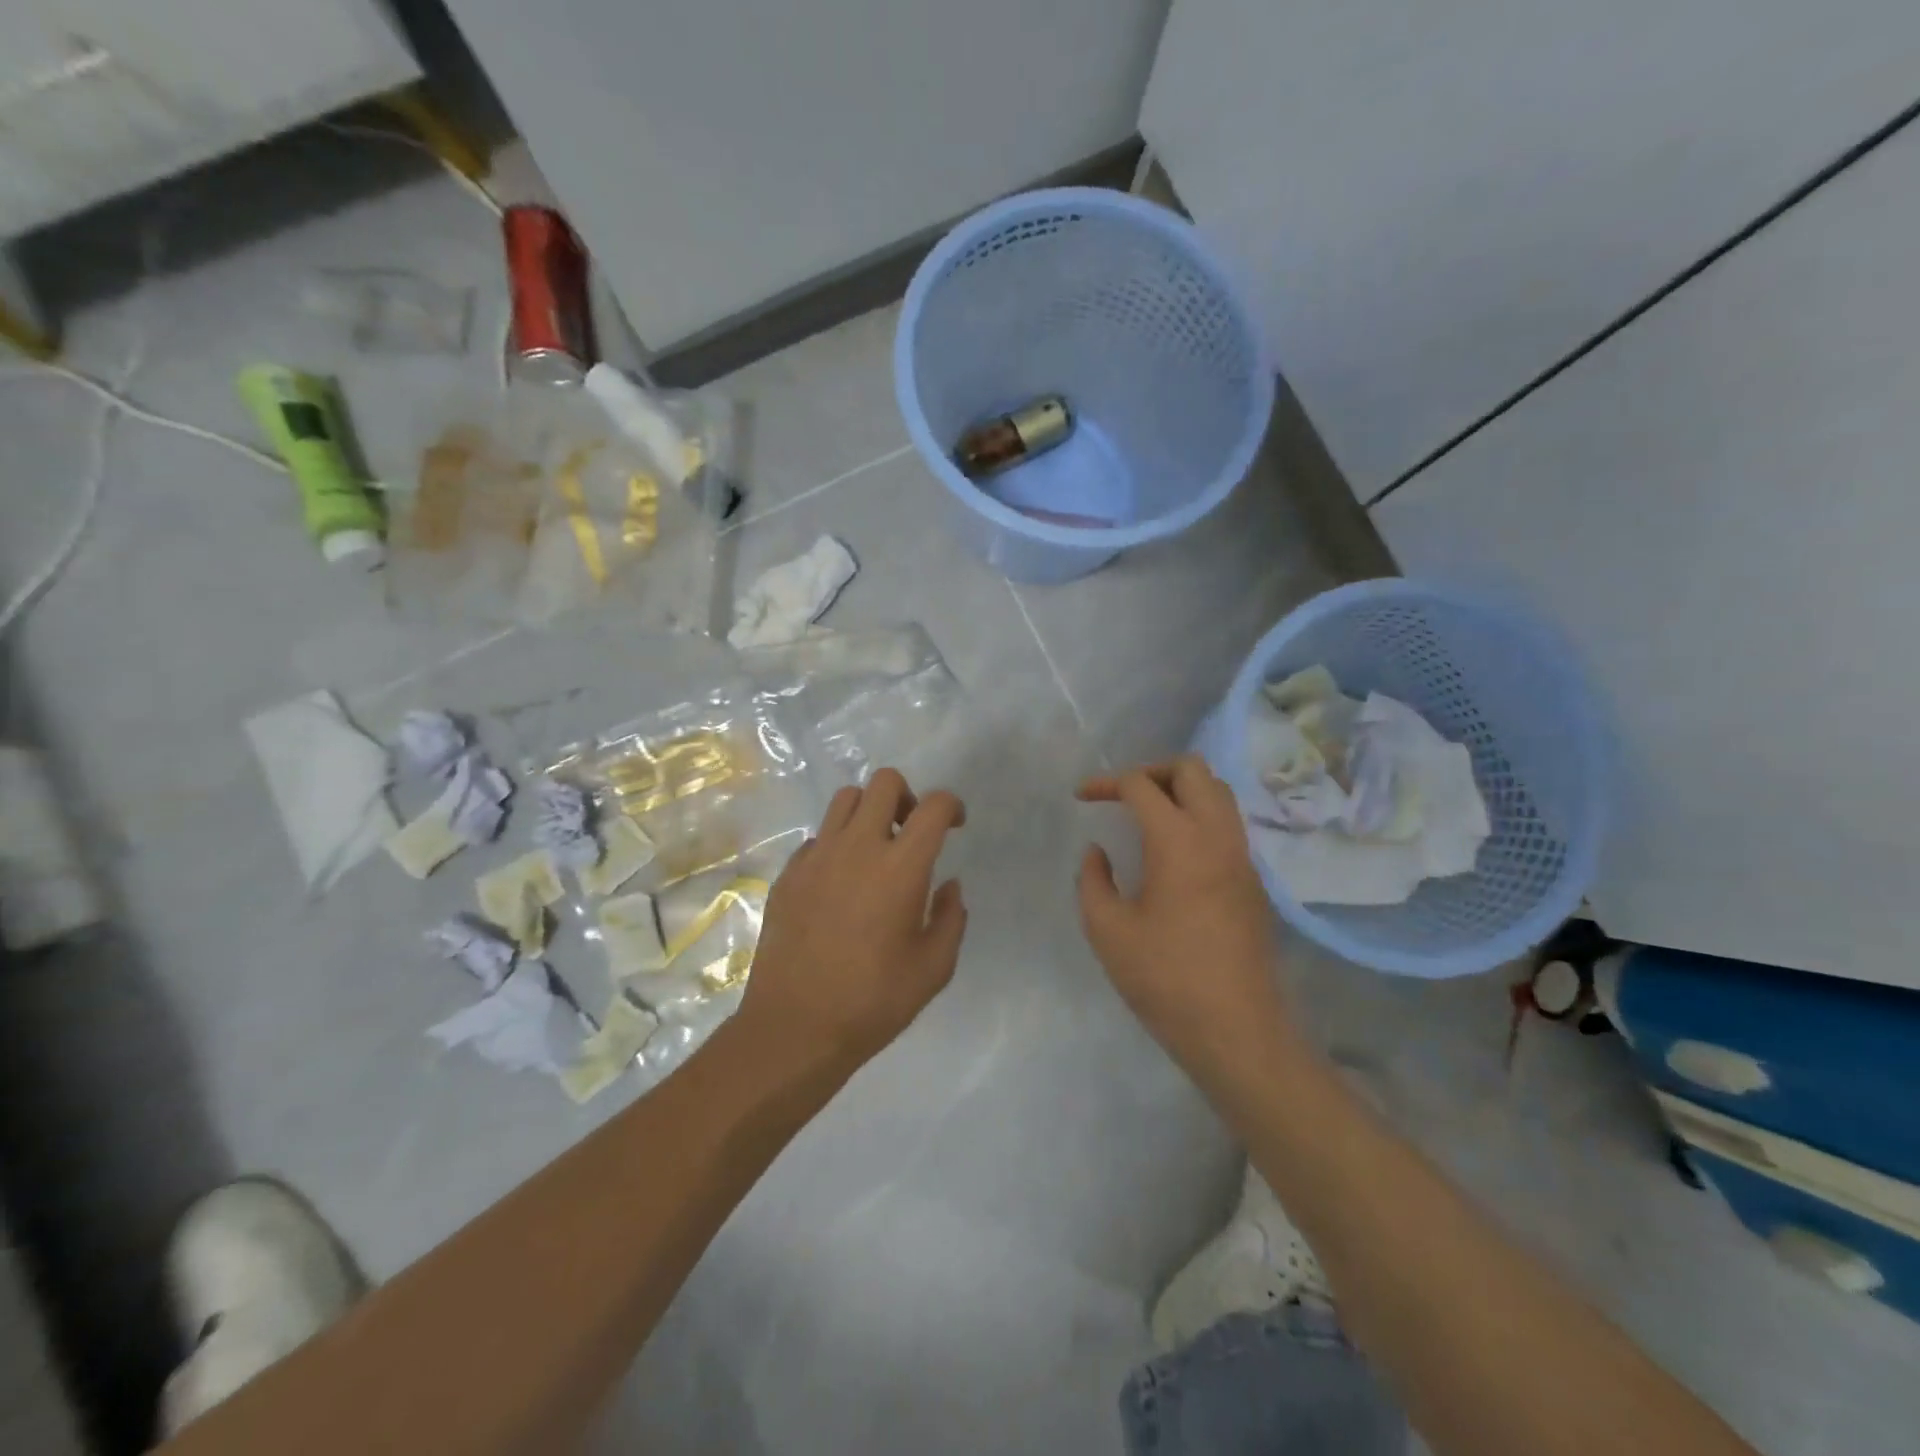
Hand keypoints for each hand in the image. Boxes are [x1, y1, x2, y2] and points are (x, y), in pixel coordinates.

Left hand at [739, 768, 967, 1070]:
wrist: (795, 1027)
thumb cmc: (874, 1002)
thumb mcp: (934, 968)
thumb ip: (951, 917)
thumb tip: (949, 885)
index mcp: (901, 867)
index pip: (933, 805)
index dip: (952, 806)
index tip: (955, 826)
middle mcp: (858, 847)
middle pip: (884, 782)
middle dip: (907, 796)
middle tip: (911, 832)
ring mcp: (817, 856)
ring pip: (845, 799)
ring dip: (868, 812)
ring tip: (875, 850)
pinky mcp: (788, 873)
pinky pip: (817, 837)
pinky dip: (836, 845)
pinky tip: (839, 883)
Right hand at [1077, 755, 1295, 1080]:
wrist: (1237, 1030)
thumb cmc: (1165, 979)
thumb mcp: (1108, 931)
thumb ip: (1093, 880)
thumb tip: (1098, 852)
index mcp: (1179, 841)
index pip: (1142, 785)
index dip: (1106, 783)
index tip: (1082, 797)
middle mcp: (1218, 836)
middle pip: (1192, 769)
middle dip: (1152, 770)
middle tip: (1122, 795)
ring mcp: (1243, 857)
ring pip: (1218, 793)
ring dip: (1180, 790)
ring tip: (1147, 815)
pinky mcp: (1253, 881)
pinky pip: (1227, 824)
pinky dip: (1199, 816)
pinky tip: (1174, 851)